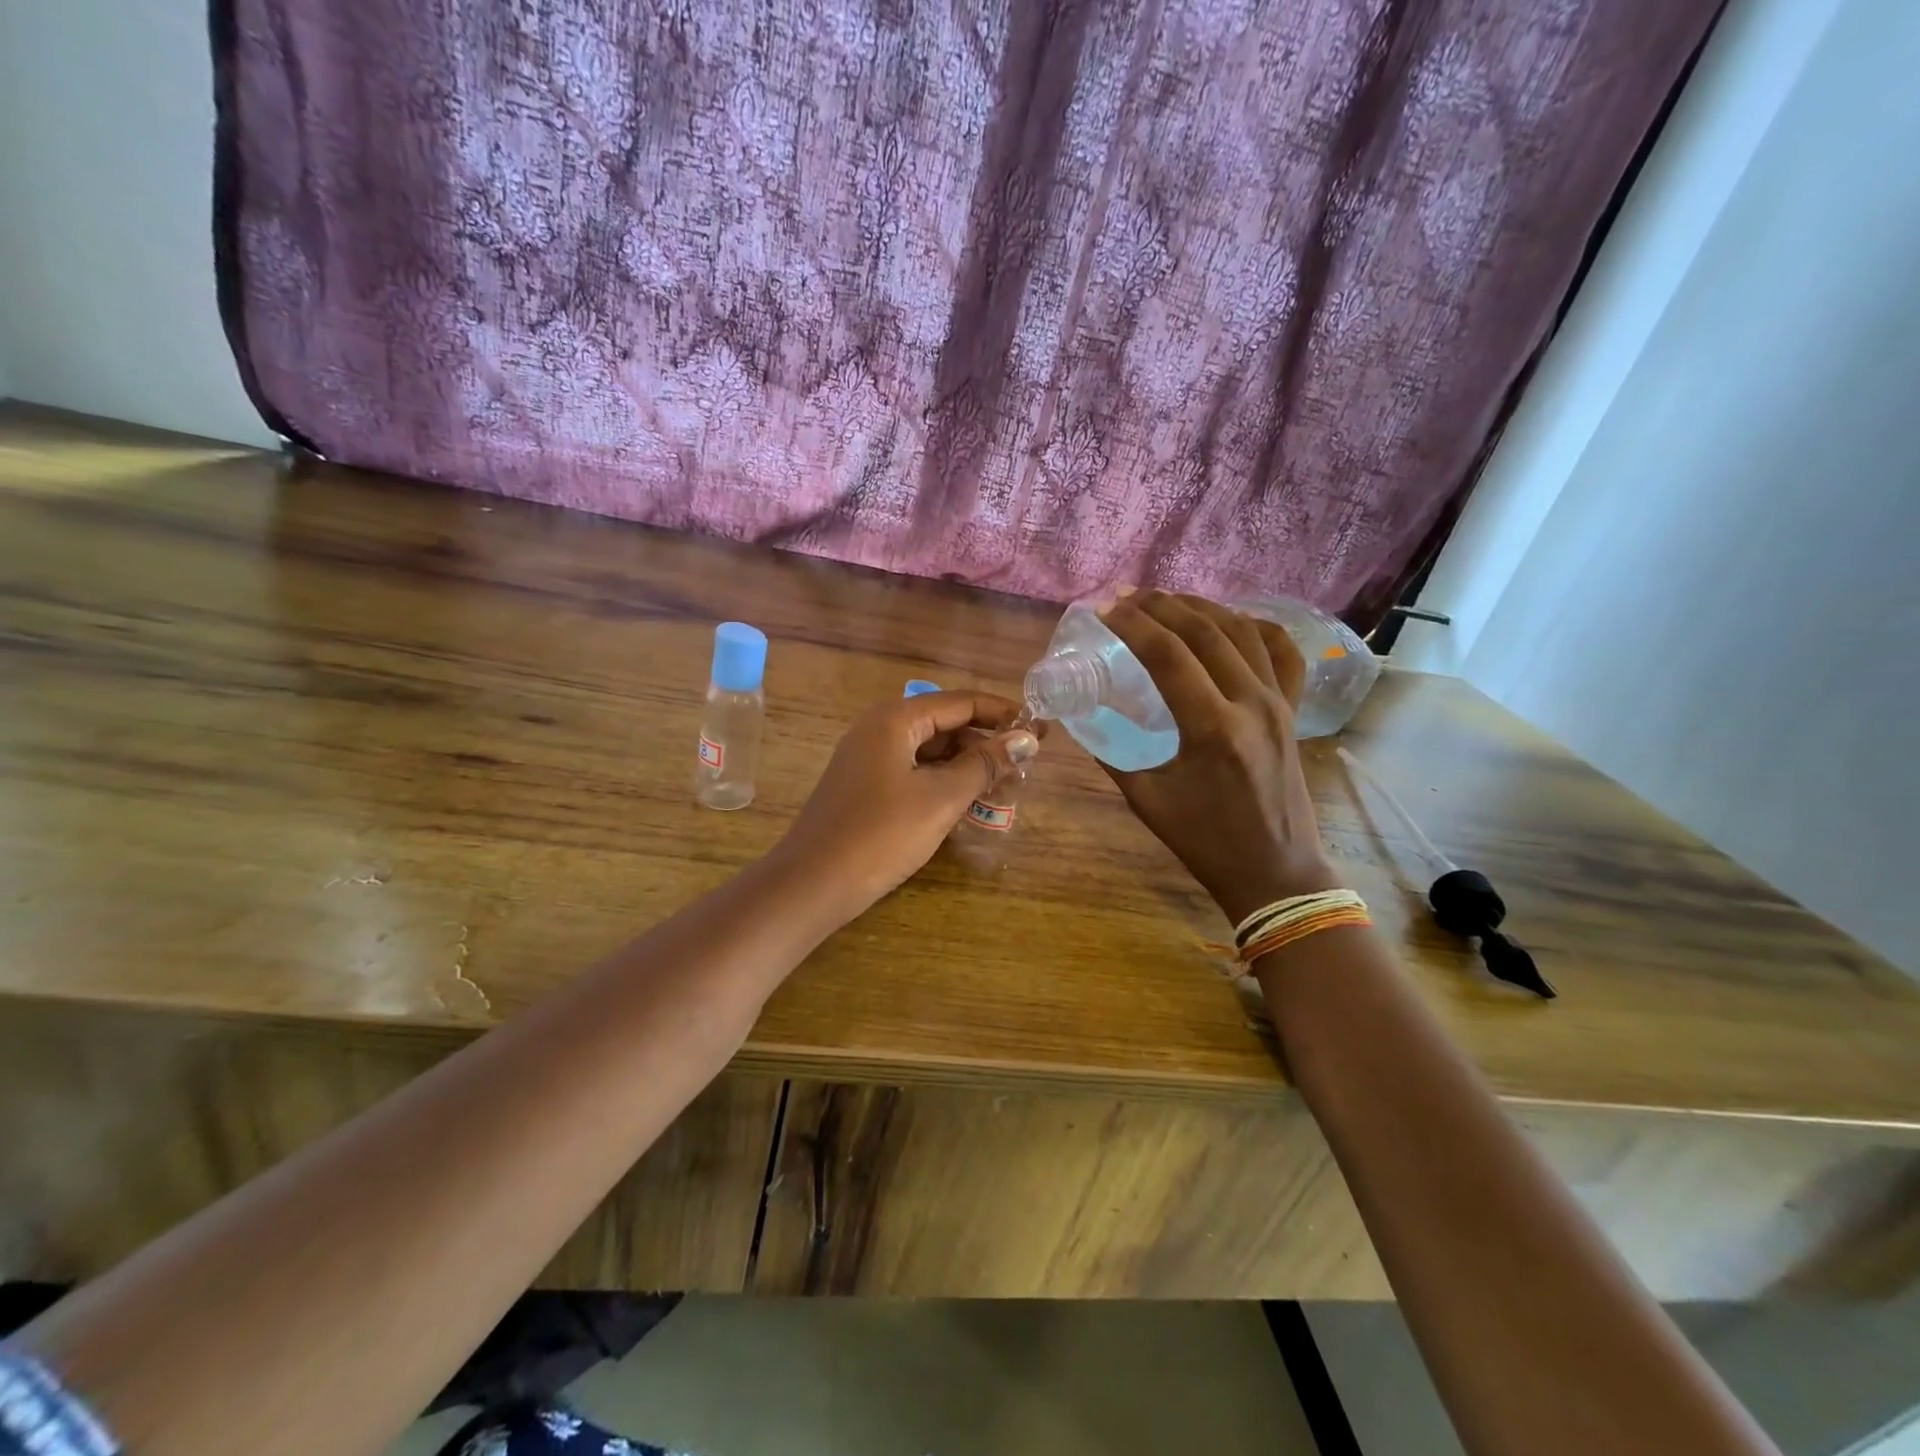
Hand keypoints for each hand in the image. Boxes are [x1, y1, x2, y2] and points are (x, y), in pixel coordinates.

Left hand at [774, 690, 1040, 917]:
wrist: (813, 883)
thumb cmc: (881, 834)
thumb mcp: (941, 798)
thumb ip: (984, 764)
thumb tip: (1026, 738)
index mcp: (895, 719)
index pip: (960, 702)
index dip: (1002, 713)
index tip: (1040, 729)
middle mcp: (879, 728)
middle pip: (944, 723)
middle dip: (986, 741)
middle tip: (1026, 764)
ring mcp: (868, 758)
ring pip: (929, 750)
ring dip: (966, 764)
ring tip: (1004, 785)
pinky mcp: (865, 786)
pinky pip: (913, 771)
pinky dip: (943, 781)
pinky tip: (968, 801)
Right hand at [1097, 591, 1340, 923]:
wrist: (1274, 871)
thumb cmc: (1205, 842)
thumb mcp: (1147, 800)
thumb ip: (1113, 754)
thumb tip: (1085, 717)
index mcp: (1212, 730)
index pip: (1169, 657)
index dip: (1133, 625)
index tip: (1105, 608)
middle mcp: (1252, 704)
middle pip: (1206, 632)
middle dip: (1162, 606)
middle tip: (1128, 596)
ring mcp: (1279, 704)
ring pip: (1244, 633)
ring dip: (1203, 607)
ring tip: (1168, 600)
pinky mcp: (1293, 711)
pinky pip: (1284, 653)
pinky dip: (1258, 627)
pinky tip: (1233, 619)